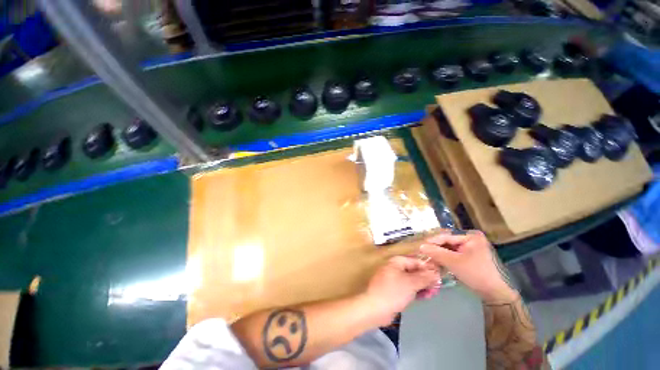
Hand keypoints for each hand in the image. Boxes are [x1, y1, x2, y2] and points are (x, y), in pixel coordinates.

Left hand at [365, 256, 440, 325]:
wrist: (375, 308)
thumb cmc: (393, 291)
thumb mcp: (411, 283)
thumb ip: (424, 277)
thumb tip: (436, 272)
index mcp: (396, 261)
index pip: (416, 261)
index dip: (428, 268)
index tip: (440, 276)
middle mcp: (394, 267)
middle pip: (414, 270)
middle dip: (426, 278)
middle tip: (438, 287)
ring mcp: (393, 279)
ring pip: (411, 280)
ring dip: (422, 285)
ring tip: (433, 293)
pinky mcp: (393, 290)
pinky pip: (407, 287)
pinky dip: (415, 290)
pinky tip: (424, 296)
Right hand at [419, 230, 518, 303]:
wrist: (496, 293)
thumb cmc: (476, 273)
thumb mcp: (453, 262)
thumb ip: (436, 252)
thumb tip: (421, 246)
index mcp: (471, 236)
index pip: (446, 236)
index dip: (433, 241)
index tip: (420, 246)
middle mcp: (472, 239)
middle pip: (448, 242)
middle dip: (436, 249)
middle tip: (424, 253)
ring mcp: (472, 249)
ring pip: (451, 249)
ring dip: (440, 254)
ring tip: (429, 258)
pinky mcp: (472, 257)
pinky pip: (455, 255)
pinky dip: (447, 259)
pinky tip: (439, 263)